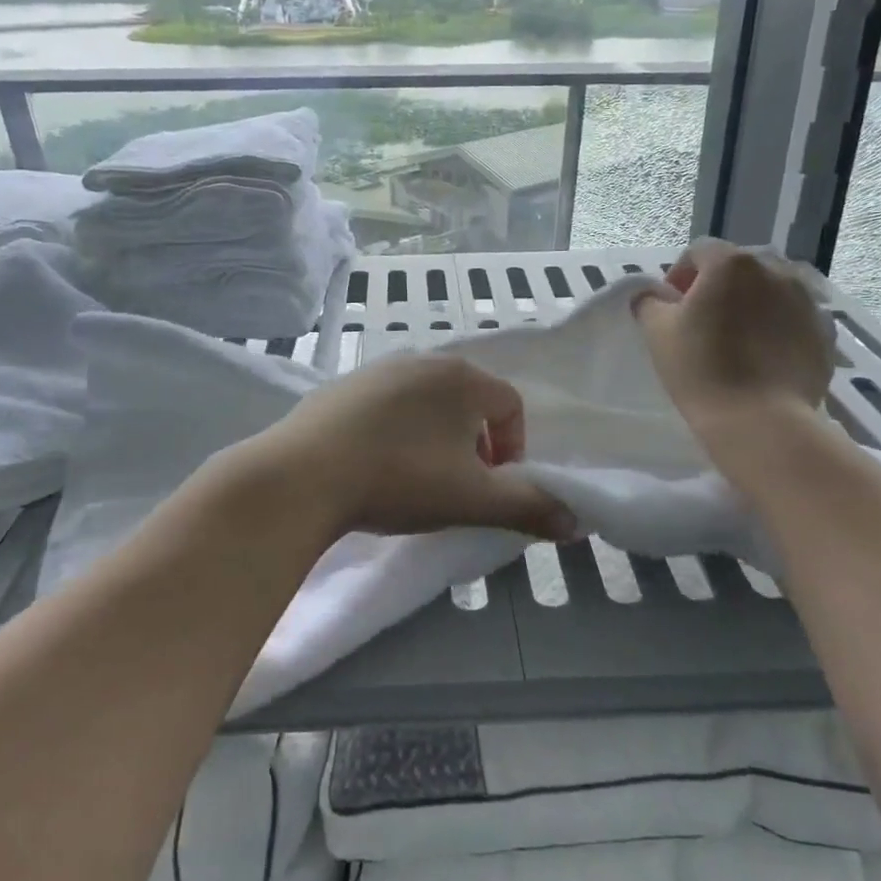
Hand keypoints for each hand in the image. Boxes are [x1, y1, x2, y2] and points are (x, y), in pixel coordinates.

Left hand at [255, 353, 578, 540]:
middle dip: (474, 442)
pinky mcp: (340, 385)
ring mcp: (376, 369)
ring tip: (416, 476)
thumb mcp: (473, 500)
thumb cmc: (401, 479)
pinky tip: (374, 464)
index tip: (493, 484)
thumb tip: (576, 521)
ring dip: (434, 436)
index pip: (510, 404)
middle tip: (458, 483)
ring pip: (425, 401)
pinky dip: (394, 430)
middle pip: (468, 399)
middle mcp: (422, 360)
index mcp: (462, 377)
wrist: (304, 474)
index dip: (513, 447)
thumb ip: (529, 507)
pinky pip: (385, 404)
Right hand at [633, 239, 834, 422]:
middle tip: (702, 322)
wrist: (761, 421)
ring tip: (737, 340)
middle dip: (718, 288)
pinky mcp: (825, 332)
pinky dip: (778, 328)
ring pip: (770, 291)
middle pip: (738, 269)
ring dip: (751, 305)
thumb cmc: (701, 369)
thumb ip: (649, 302)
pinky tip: (763, 358)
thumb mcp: (657, 332)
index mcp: (731, 264)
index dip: (680, 275)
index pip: (698, 252)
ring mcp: (806, 301)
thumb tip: (652, 295)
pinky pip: (793, 319)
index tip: (671, 307)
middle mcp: (775, 271)